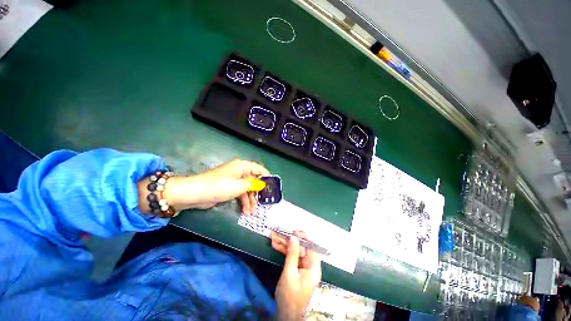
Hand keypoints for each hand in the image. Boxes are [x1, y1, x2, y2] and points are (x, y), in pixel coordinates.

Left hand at [153, 159, 268, 213]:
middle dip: (258, 192)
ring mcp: (234, 181)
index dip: (267, 177)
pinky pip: (240, 194)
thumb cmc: (219, 186)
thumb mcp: (239, 186)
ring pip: (247, 189)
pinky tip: (245, 211)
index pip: (259, 169)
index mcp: (242, 166)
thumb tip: (263, 184)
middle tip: (263, 203)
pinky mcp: (228, 189)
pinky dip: (243, 201)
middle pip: (254, 180)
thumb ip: (253, 185)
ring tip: (251, 212)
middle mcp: (239, 172)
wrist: (194, 194)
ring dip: (250, 200)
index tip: (273, 187)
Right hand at [271, 231, 321, 320]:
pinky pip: (291, 258)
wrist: (287, 316)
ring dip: (284, 245)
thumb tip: (293, 237)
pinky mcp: (296, 270)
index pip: (311, 247)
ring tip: (273, 237)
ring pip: (295, 252)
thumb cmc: (290, 296)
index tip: (293, 231)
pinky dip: (284, 252)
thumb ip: (292, 254)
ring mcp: (303, 268)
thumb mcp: (290, 274)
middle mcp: (310, 266)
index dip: (303, 237)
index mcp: (313, 267)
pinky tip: (275, 246)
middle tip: (278, 233)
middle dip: (289, 241)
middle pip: (301, 248)